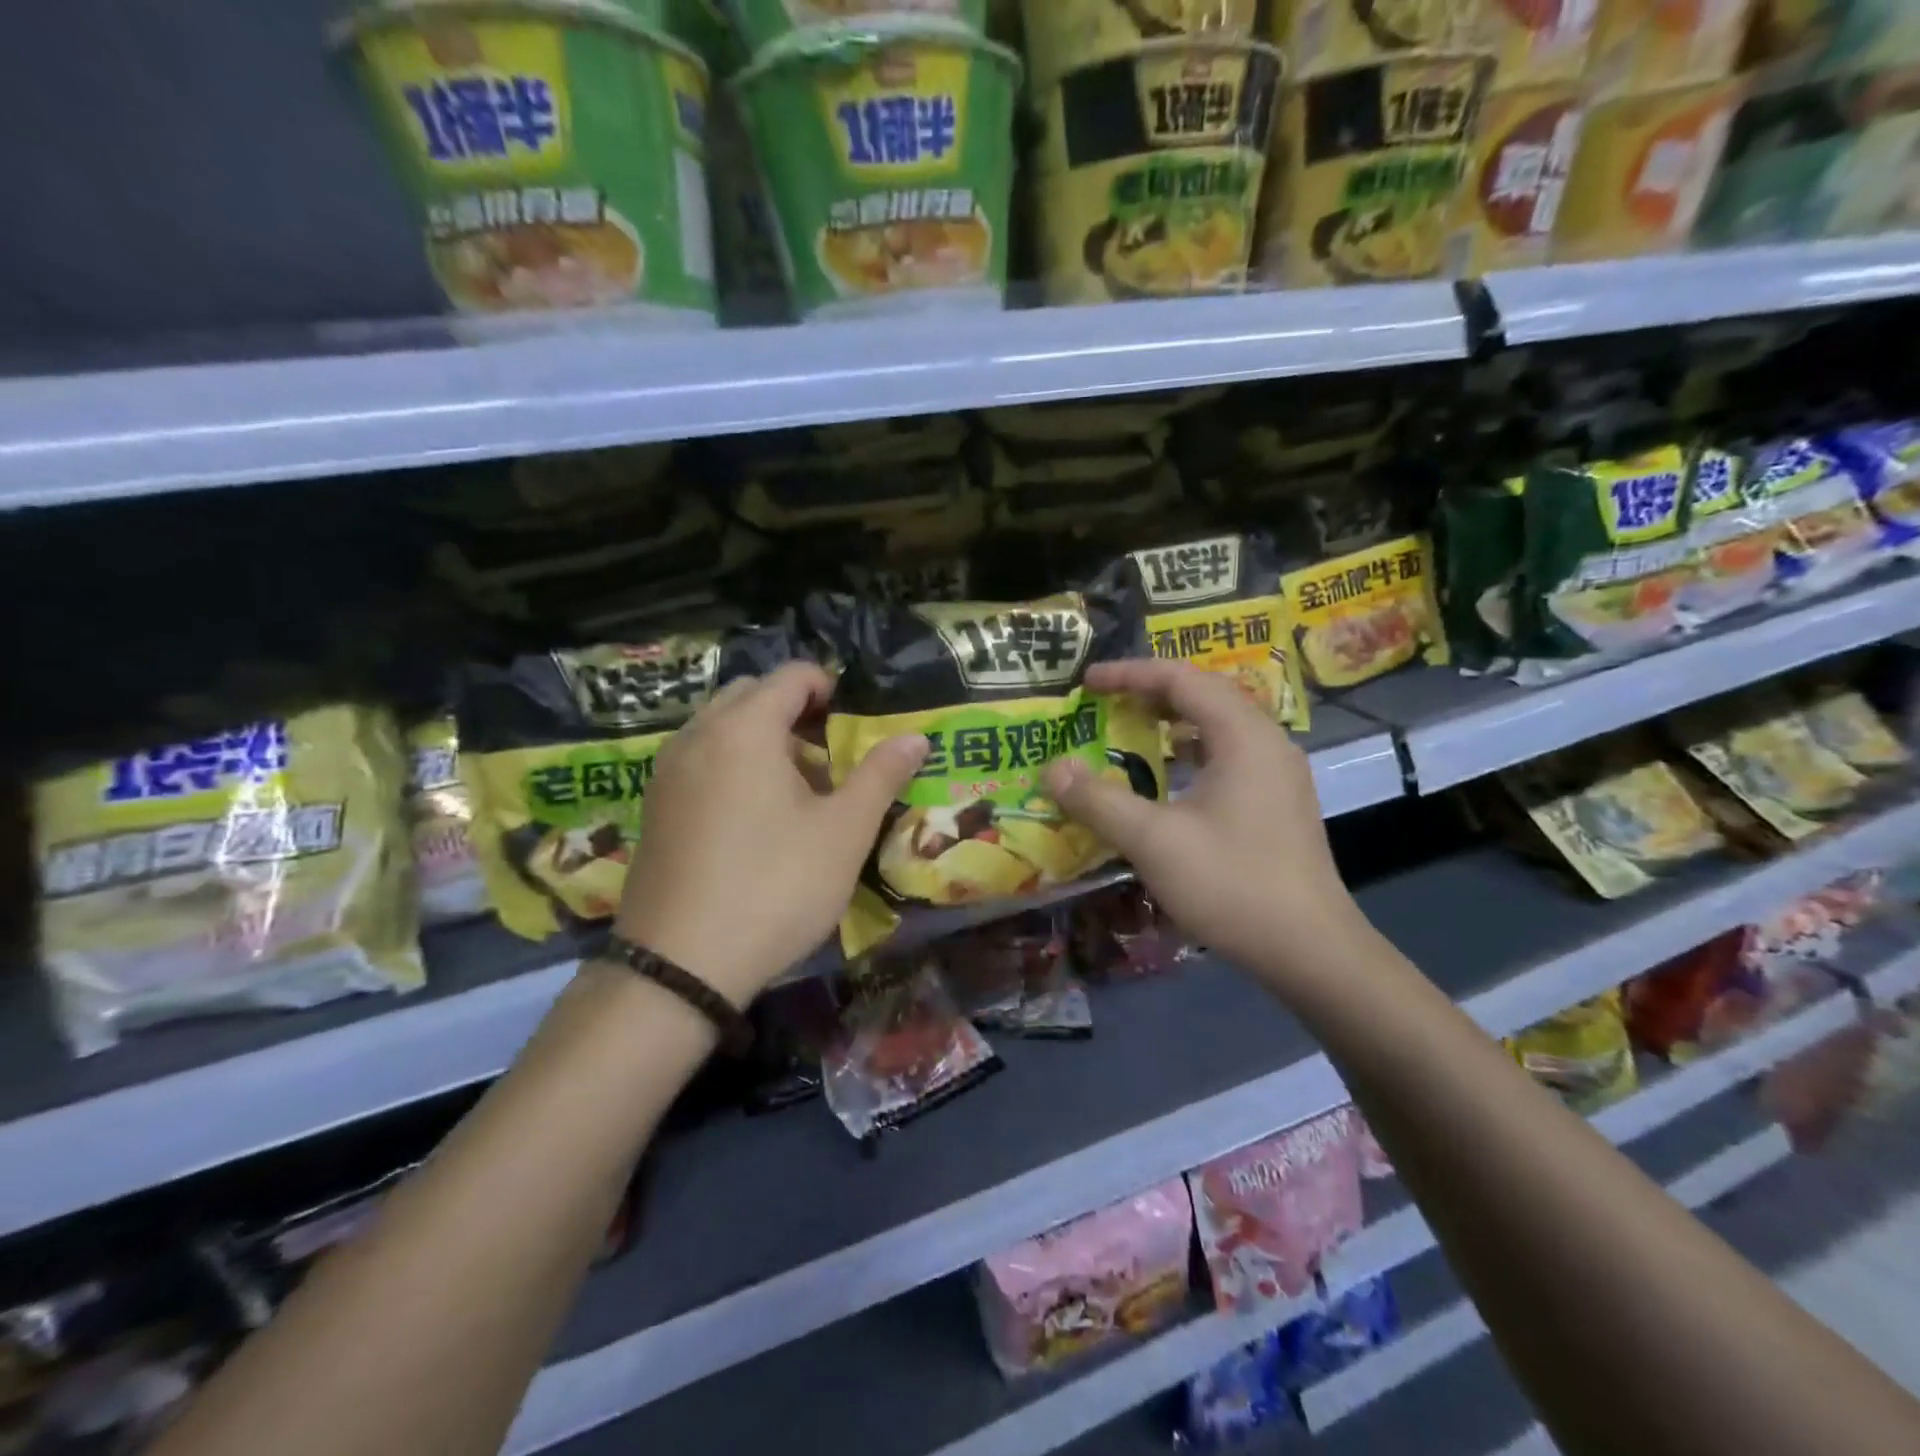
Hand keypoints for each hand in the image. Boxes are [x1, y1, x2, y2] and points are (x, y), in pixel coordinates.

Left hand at [614, 662, 927, 1005]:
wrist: (679, 966)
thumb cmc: (775, 887)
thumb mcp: (844, 832)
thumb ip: (881, 775)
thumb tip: (915, 737)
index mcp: (744, 728)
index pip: (792, 676)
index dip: (831, 689)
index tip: (856, 726)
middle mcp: (697, 736)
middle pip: (752, 696)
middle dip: (796, 714)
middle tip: (830, 760)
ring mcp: (667, 772)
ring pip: (723, 729)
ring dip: (764, 741)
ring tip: (798, 793)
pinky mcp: (655, 808)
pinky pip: (701, 761)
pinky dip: (733, 766)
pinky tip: (755, 821)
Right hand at [1041, 659, 1368, 989]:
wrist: (1310, 950)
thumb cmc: (1231, 884)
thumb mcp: (1153, 840)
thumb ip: (1098, 800)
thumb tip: (1052, 768)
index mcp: (1243, 735)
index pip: (1181, 679)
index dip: (1129, 674)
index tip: (1086, 683)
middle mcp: (1267, 743)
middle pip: (1204, 695)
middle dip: (1149, 693)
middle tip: (1103, 703)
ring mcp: (1278, 774)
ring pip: (1219, 727)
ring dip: (1172, 722)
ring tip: (1130, 731)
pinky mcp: (1278, 803)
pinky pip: (1228, 756)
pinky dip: (1191, 752)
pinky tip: (1168, 778)